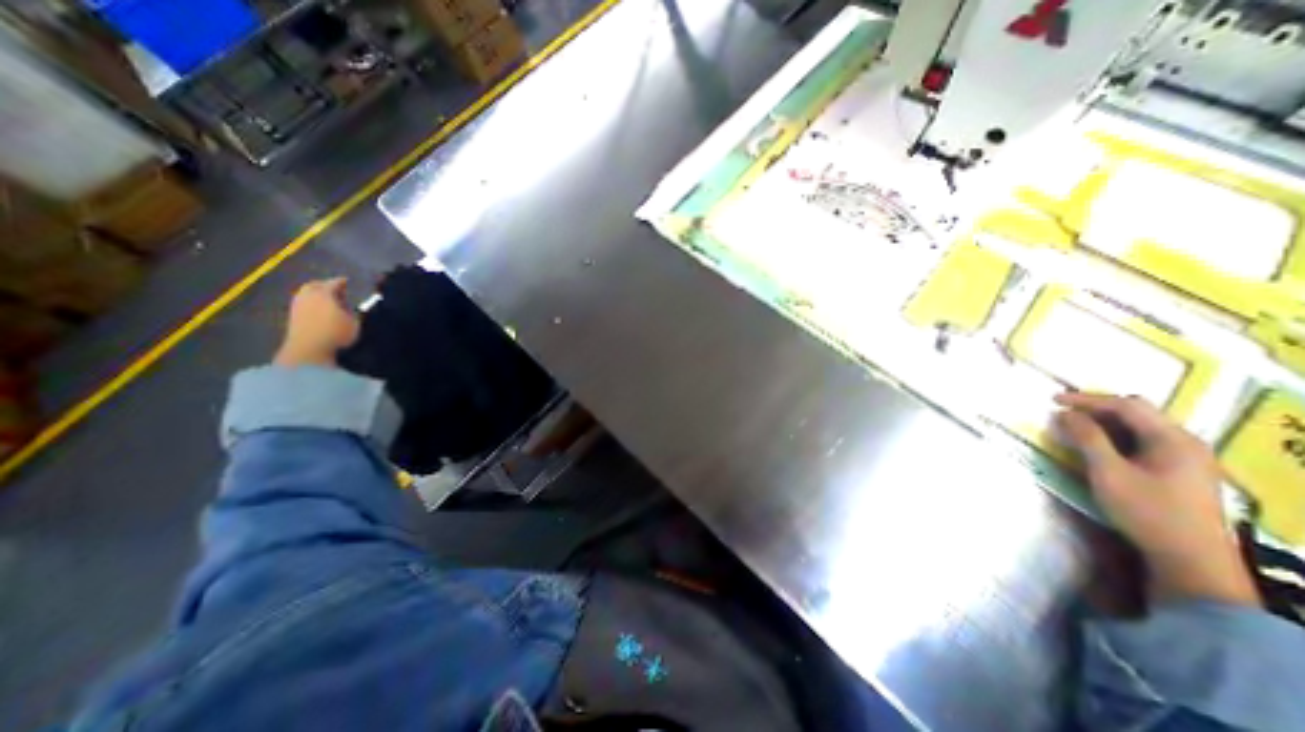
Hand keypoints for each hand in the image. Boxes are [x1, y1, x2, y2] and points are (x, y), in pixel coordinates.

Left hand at [273, 275, 357, 366]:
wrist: (308, 349)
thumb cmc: (336, 333)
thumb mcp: (355, 323)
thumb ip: (354, 312)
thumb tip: (353, 307)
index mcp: (324, 293)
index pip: (334, 283)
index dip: (342, 282)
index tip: (348, 281)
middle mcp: (307, 295)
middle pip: (314, 285)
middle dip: (324, 285)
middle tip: (336, 289)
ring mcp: (297, 305)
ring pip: (306, 294)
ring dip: (316, 294)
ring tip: (328, 300)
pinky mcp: (292, 316)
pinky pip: (302, 303)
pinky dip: (310, 303)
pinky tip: (318, 309)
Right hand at [1054, 392, 1258, 608]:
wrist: (1189, 558)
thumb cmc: (1145, 511)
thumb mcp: (1108, 472)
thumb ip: (1087, 438)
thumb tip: (1065, 413)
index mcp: (1173, 439)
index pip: (1126, 405)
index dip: (1087, 400)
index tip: (1052, 400)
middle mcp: (1185, 442)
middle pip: (1136, 413)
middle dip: (1096, 408)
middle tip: (1063, 412)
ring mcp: (1187, 457)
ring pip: (1139, 427)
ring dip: (1104, 423)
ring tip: (1073, 427)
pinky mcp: (1180, 471)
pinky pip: (1144, 441)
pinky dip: (1116, 437)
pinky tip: (1098, 445)